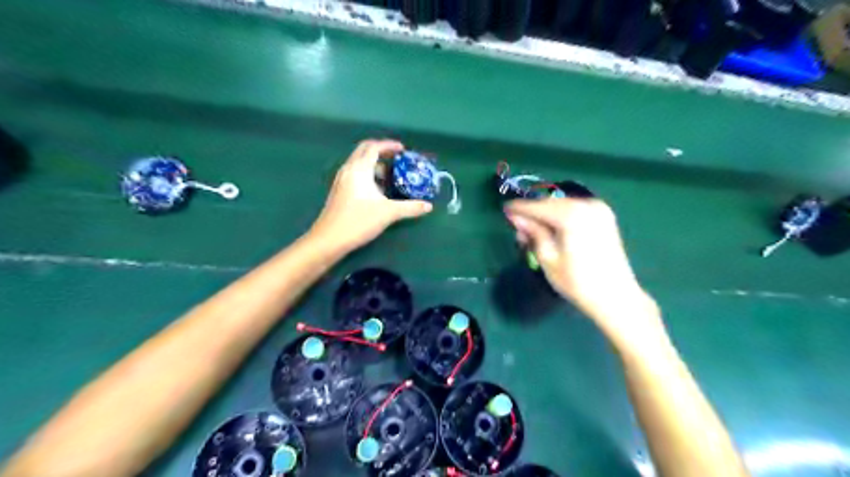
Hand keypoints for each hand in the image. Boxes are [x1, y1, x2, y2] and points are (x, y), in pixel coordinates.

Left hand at [309, 141, 431, 252]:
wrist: (329, 239)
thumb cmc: (359, 221)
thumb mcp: (388, 213)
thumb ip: (410, 207)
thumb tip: (428, 206)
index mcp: (359, 169)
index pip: (374, 147)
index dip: (389, 145)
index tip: (403, 150)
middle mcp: (348, 170)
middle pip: (364, 151)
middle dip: (381, 151)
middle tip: (397, 159)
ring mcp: (341, 180)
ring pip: (358, 163)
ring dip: (374, 164)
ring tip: (390, 176)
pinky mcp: (339, 191)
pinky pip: (355, 174)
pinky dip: (367, 174)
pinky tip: (377, 190)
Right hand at [504, 198, 655, 339]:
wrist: (616, 297)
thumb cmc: (578, 282)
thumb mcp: (548, 258)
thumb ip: (532, 233)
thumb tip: (516, 218)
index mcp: (571, 215)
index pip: (538, 206)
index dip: (519, 208)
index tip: (504, 209)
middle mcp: (587, 204)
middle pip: (551, 203)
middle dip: (533, 212)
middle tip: (516, 223)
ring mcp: (599, 209)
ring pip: (563, 205)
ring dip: (546, 214)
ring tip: (532, 229)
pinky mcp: (604, 216)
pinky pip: (575, 209)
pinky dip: (561, 215)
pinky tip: (552, 228)